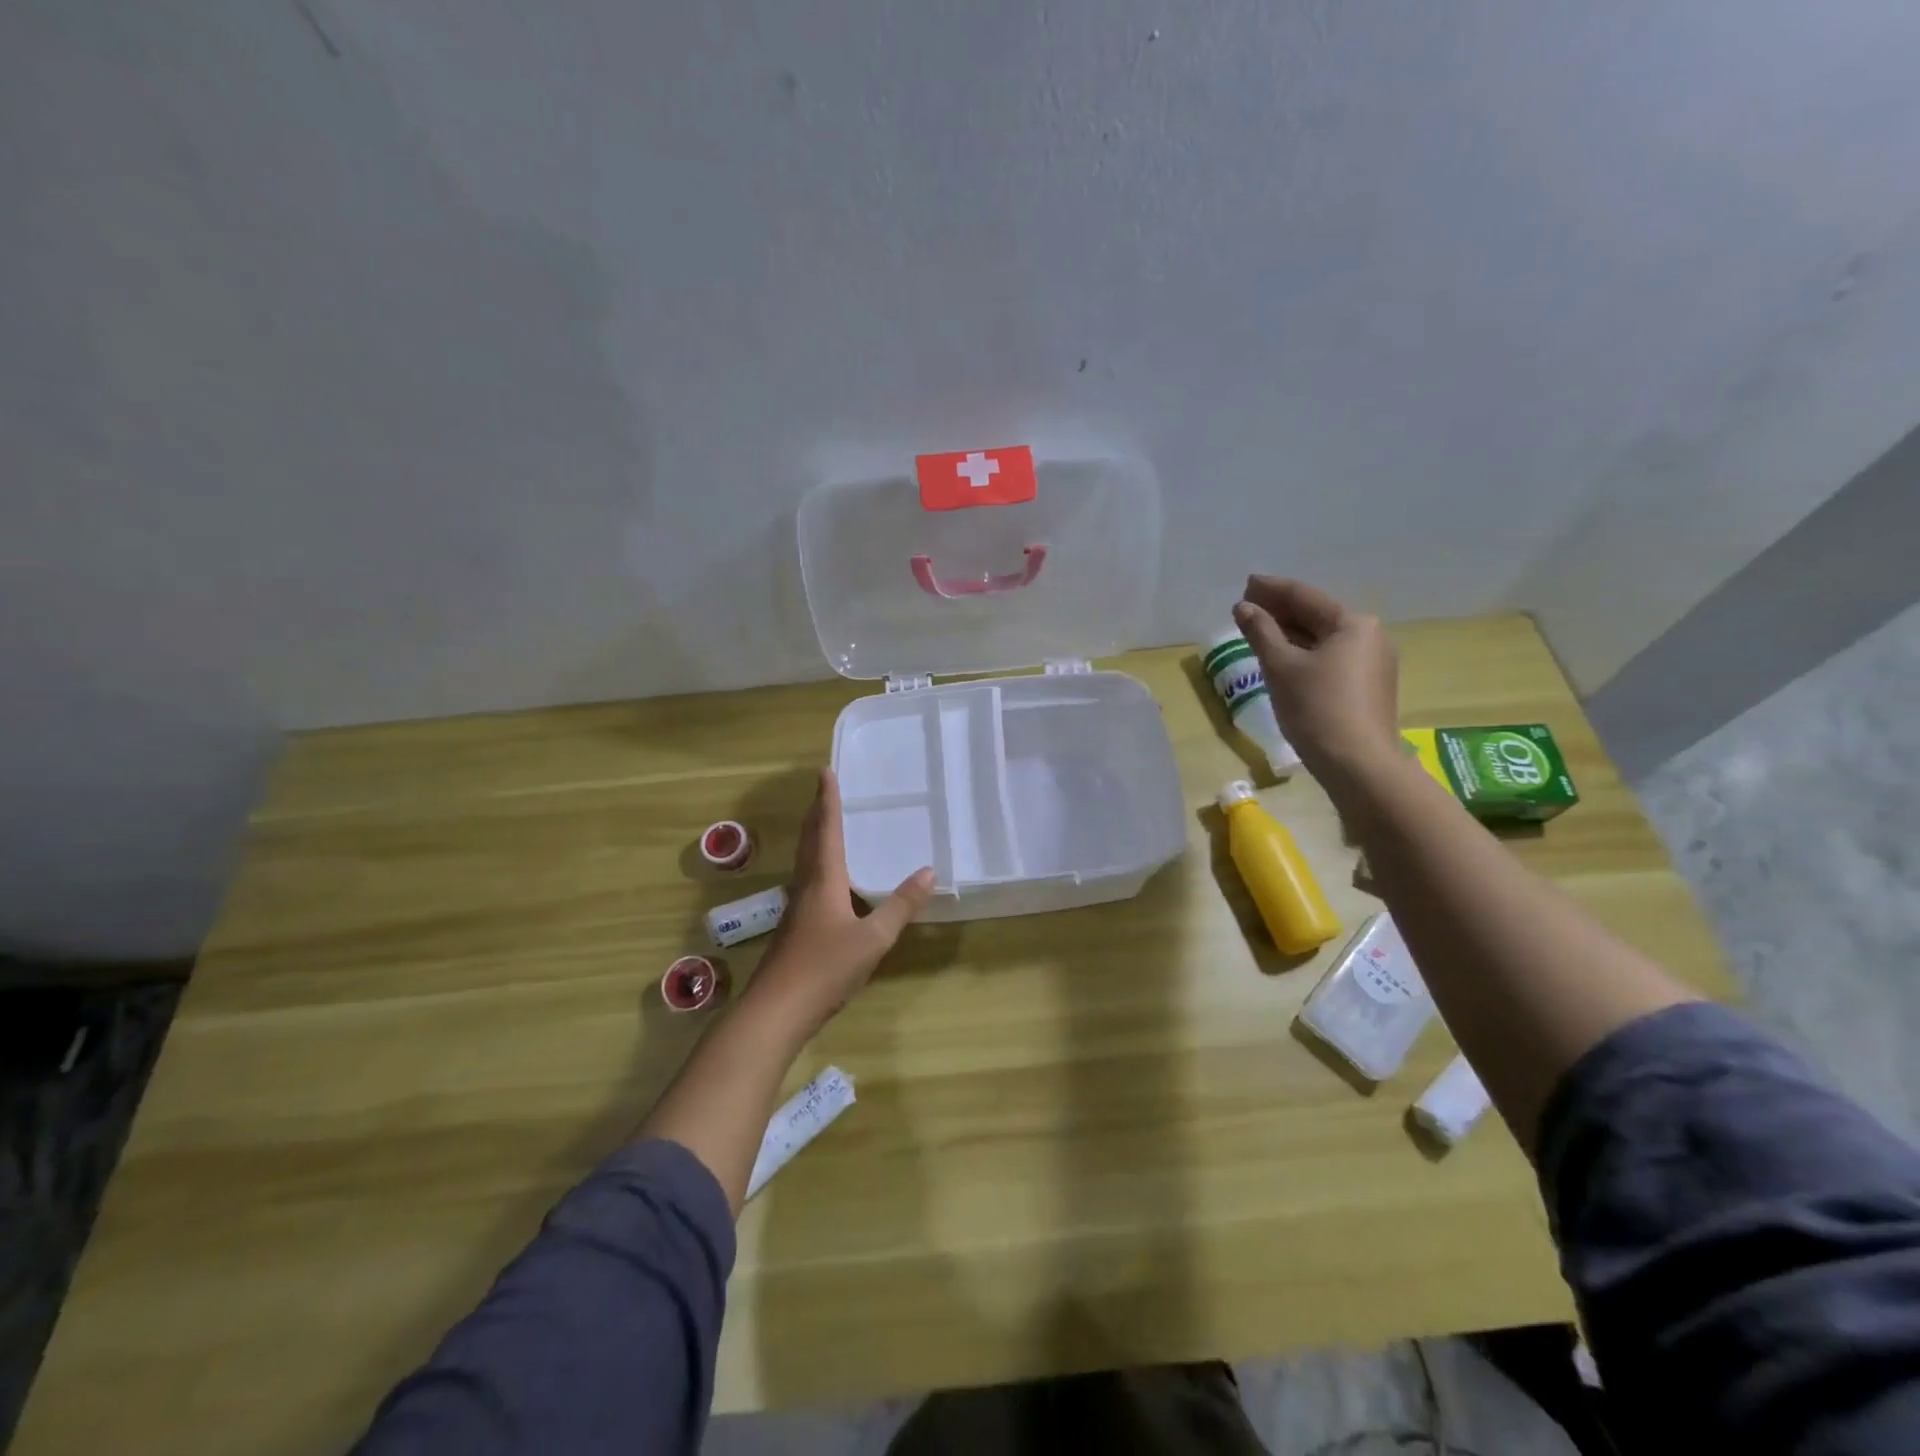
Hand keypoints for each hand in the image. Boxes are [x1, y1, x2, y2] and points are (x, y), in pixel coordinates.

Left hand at [746, 768, 934, 1032]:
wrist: (776, 1012)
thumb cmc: (825, 968)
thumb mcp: (873, 939)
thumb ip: (900, 906)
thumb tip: (928, 871)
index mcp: (823, 880)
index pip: (827, 830)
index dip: (828, 800)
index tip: (825, 772)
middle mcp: (806, 886)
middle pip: (811, 840)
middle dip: (818, 813)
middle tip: (826, 790)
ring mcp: (797, 909)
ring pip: (806, 861)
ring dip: (816, 837)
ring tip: (827, 825)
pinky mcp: (795, 929)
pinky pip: (808, 881)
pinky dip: (819, 864)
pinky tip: (829, 880)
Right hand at [1233, 576, 1398, 777]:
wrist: (1357, 764)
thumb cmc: (1316, 708)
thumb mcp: (1281, 666)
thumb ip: (1261, 632)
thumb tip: (1244, 607)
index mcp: (1352, 624)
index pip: (1305, 597)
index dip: (1273, 589)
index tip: (1247, 583)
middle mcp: (1369, 636)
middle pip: (1317, 615)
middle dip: (1281, 610)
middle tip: (1248, 605)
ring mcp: (1372, 663)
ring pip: (1323, 638)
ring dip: (1291, 632)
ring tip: (1260, 628)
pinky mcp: (1368, 687)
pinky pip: (1330, 657)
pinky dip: (1304, 651)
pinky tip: (1284, 656)